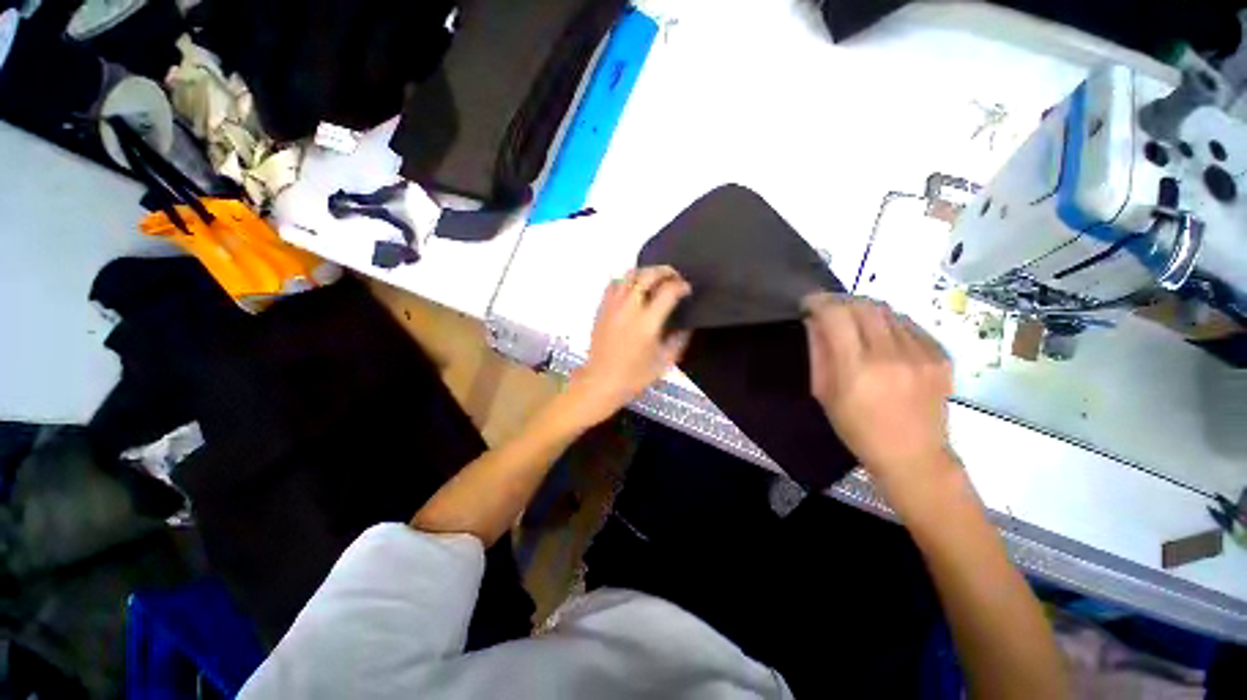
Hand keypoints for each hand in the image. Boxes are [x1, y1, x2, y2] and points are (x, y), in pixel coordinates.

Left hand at [567, 267, 691, 425]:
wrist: (601, 382)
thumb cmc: (634, 376)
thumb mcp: (665, 362)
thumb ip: (679, 340)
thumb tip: (686, 324)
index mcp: (647, 323)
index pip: (668, 291)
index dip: (682, 286)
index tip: (687, 289)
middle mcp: (629, 308)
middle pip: (647, 275)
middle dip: (665, 271)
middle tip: (675, 277)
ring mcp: (612, 306)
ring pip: (629, 275)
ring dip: (646, 272)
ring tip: (655, 279)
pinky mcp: (601, 308)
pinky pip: (614, 284)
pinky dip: (627, 280)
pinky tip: (633, 288)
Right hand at [803, 294, 957, 509]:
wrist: (914, 456)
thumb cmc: (858, 429)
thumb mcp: (824, 393)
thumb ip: (819, 353)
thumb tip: (814, 322)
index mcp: (857, 369)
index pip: (837, 316)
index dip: (820, 302)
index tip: (809, 301)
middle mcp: (892, 355)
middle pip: (865, 306)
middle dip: (842, 300)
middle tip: (830, 308)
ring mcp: (922, 354)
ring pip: (889, 311)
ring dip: (866, 310)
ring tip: (855, 321)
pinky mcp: (941, 356)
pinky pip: (910, 325)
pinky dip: (890, 323)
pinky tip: (882, 337)